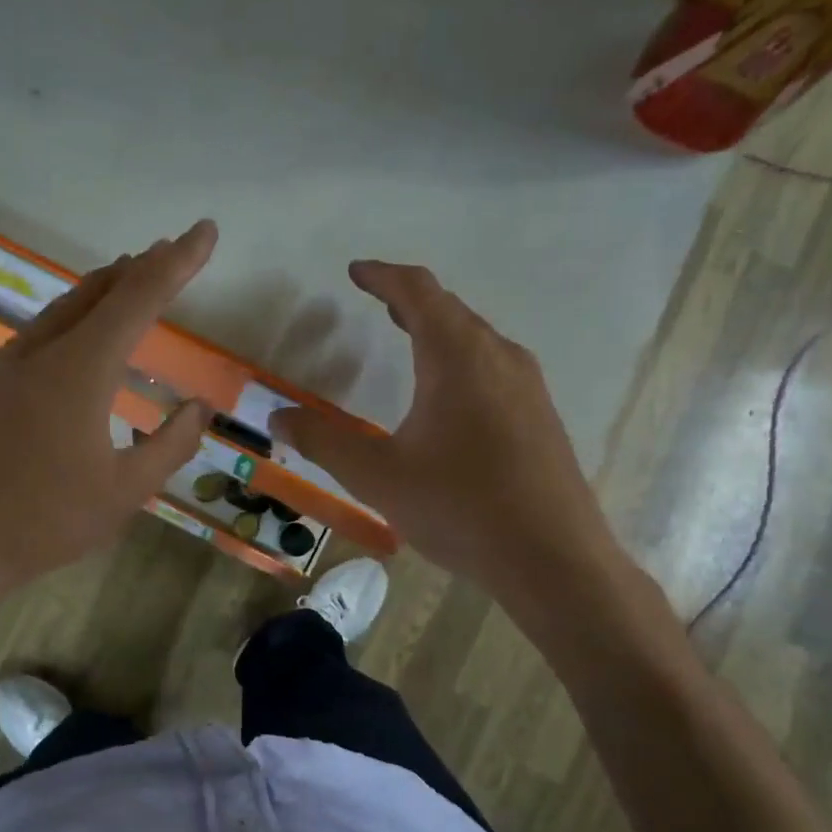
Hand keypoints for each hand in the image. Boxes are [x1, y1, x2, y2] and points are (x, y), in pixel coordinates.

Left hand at [0, 222, 218, 606]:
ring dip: (105, 288)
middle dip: (141, 267)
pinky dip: (77, 314)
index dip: (176, 262)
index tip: (205, 231)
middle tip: (172, 253)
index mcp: (81, 370)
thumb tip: (198, 407)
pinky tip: (83, 332)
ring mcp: (10, 364)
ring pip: (66, 307)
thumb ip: (170, 443)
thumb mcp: (127, 490)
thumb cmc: (48, 519)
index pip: (138, 299)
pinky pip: (44, 329)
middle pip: (99, 291)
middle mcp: (43, 352)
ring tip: (133, 277)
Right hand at [269, 261, 631, 621]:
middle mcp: (498, 357)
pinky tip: (448, 392)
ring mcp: (528, 386)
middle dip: (409, 300)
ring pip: (476, 336)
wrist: (554, 560)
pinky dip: (460, 356)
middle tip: (376, 302)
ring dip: (438, 327)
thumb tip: (277, 416)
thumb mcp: (377, 476)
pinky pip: (493, 364)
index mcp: (457, 357)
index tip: (356, 272)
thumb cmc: (460, 508)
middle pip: (451, 309)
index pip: (418, 292)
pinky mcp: (541, 415)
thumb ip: (322, 441)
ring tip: (407, 334)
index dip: (384, 276)